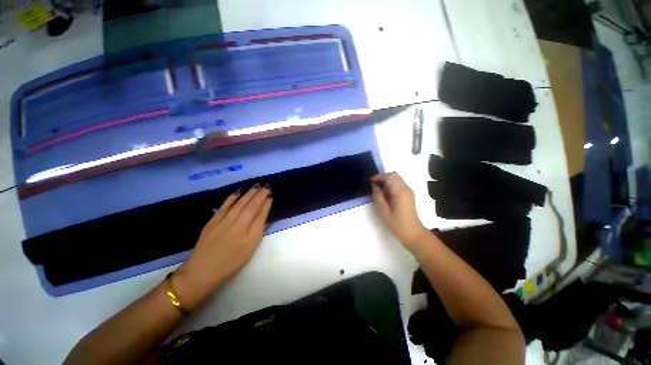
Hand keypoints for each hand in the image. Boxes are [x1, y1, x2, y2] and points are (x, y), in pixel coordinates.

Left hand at [174, 184, 271, 308]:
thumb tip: (264, 217)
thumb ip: (258, 233)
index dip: (266, 204)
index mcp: (250, 238)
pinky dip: (233, 197)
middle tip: (267, 185)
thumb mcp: (250, 252)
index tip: (271, 195)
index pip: (261, 216)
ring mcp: (224, 223)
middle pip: (252, 207)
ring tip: (257, 185)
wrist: (202, 272)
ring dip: (250, 193)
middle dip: (260, 195)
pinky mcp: (213, 221)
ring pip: (240, 204)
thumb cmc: (230, 264)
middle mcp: (238, 228)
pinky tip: (240, 190)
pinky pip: (225, 206)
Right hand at [371, 173, 428, 251]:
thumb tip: (375, 187)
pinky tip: (385, 193)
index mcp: (400, 192)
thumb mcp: (383, 211)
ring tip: (378, 189)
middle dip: (383, 177)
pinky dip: (391, 185)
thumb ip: (378, 197)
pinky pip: (399, 184)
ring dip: (387, 181)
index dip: (379, 177)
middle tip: (374, 184)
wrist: (413, 233)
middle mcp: (406, 188)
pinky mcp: (409, 195)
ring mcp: (409, 191)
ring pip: (397, 179)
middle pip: (394, 175)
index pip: (389, 177)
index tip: (370, 181)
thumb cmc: (397, 223)